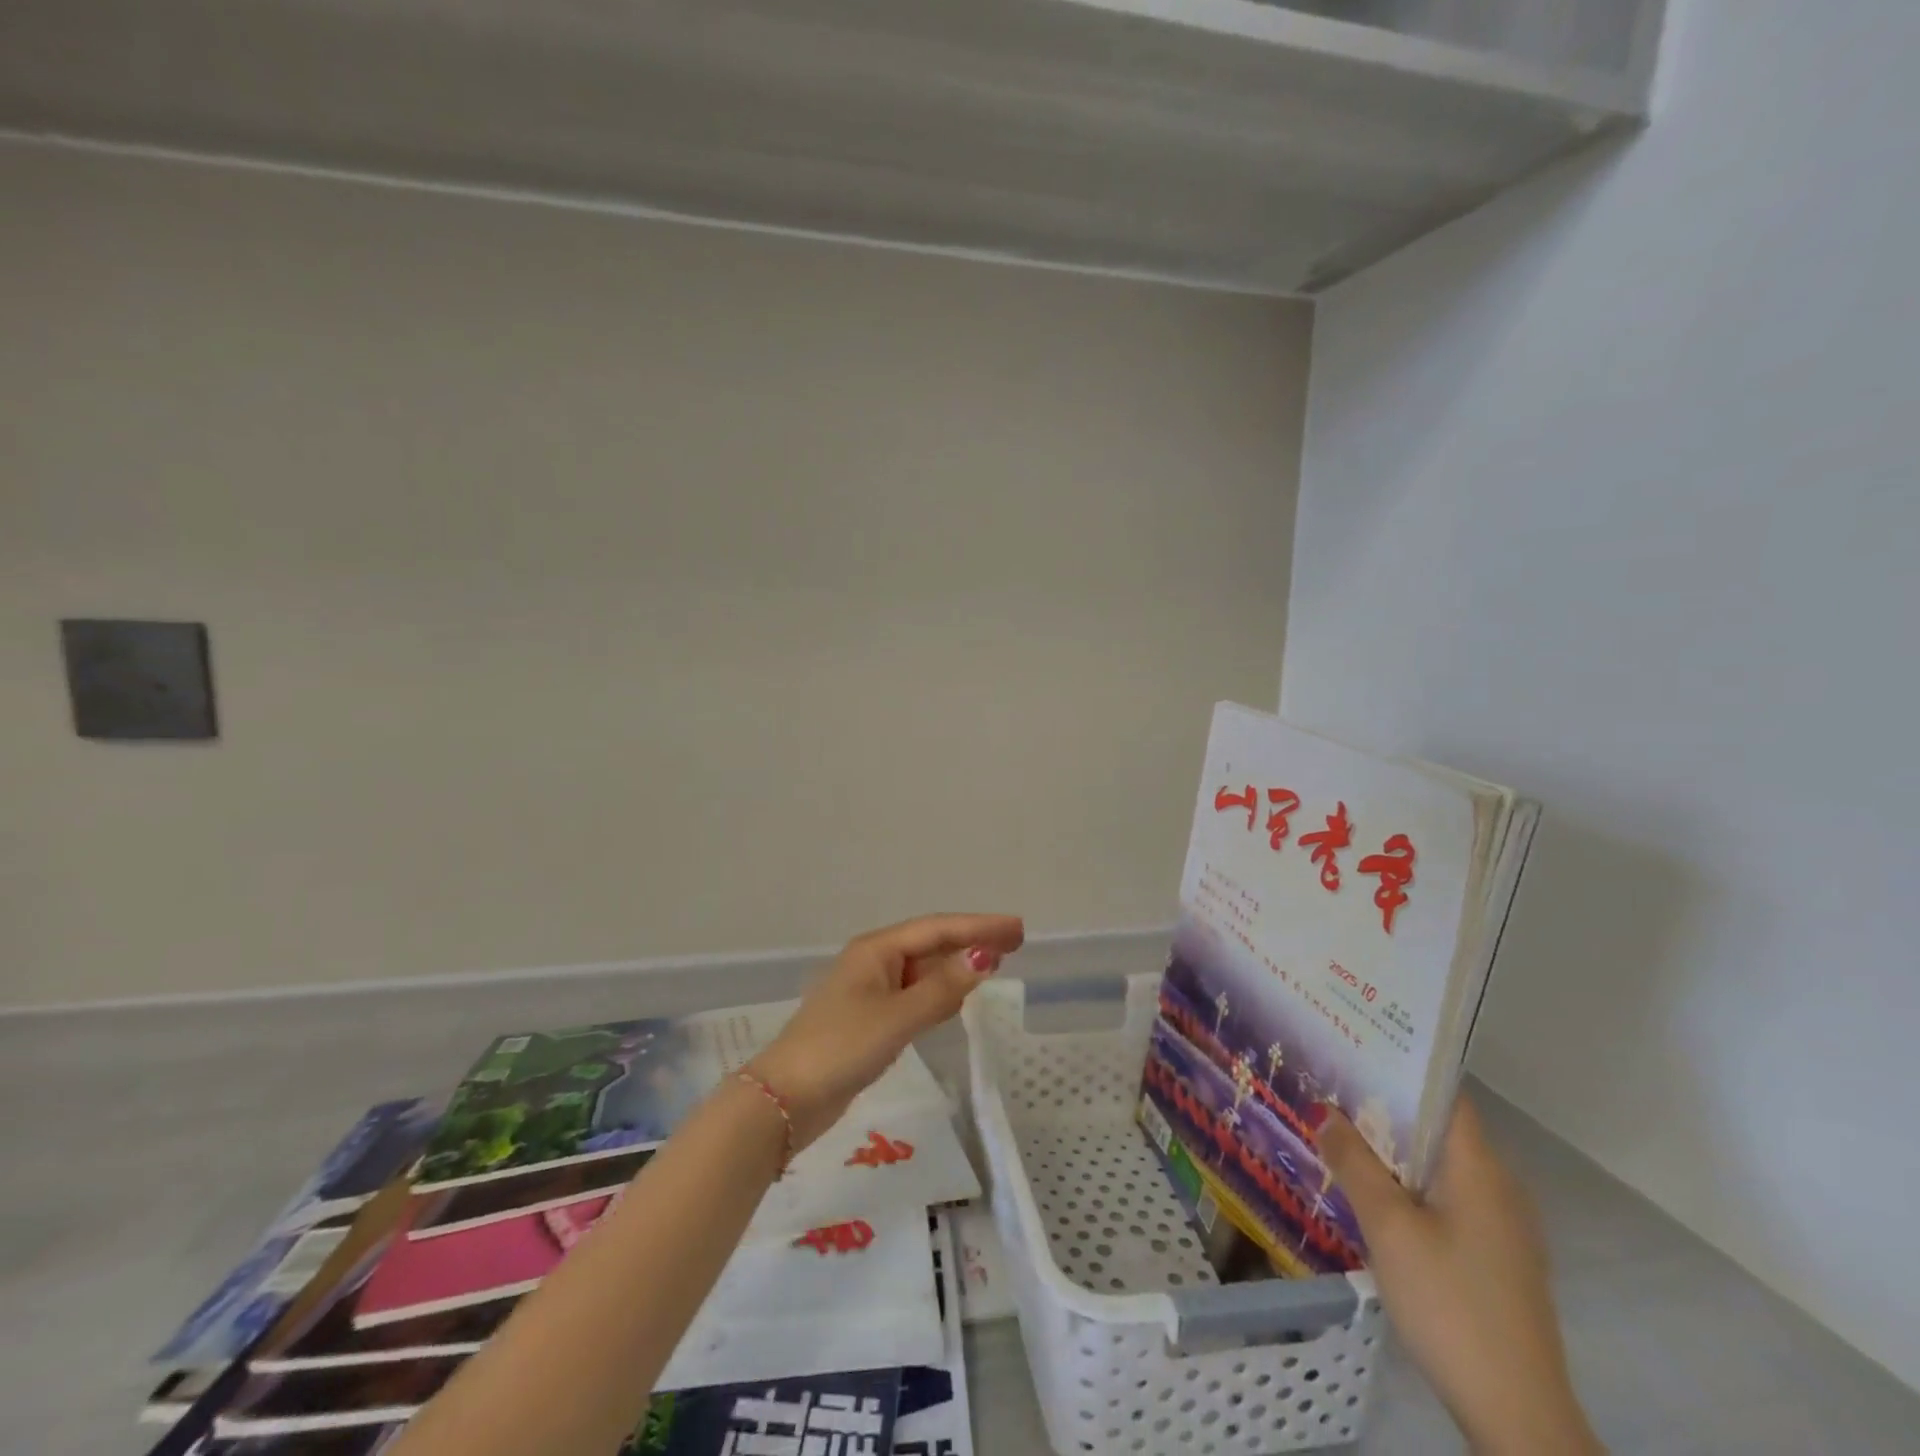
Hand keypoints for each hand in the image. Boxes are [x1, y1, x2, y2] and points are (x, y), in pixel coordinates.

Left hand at [747, 913, 1024, 1148]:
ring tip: (994, 963)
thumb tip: (985, 956)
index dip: (979, 926)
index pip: (937, 929)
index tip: (1017, 929)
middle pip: (930, 944)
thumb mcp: (897, 1017)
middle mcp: (874, 962)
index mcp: (877, 950)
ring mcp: (869, 992)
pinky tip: (955, 999)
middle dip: (971, 941)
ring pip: (922, 970)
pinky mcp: (869, 1020)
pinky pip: (913, 995)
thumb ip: (942, 989)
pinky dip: (938, 992)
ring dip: (956, 966)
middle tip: (1015, 941)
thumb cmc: (841, 1048)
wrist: (785, 1100)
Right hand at [1318, 1097, 1601, 1455]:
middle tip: (1329, 1090)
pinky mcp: (1497, 1259)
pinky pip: (1447, 1199)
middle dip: (1384, 1109)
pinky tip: (1374, 1195)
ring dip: (1394, 1151)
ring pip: (1440, 1167)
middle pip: (1438, 1129)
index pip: (1443, 1095)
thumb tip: (1324, 1112)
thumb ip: (1353, 1163)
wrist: (1517, 1415)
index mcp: (1481, 1169)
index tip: (1351, 1051)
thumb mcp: (1388, 1226)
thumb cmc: (1449, 1302)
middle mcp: (1499, 1187)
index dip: (1399, 1069)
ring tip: (1340, 1135)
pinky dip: (1410, 1185)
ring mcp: (1503, 1227)